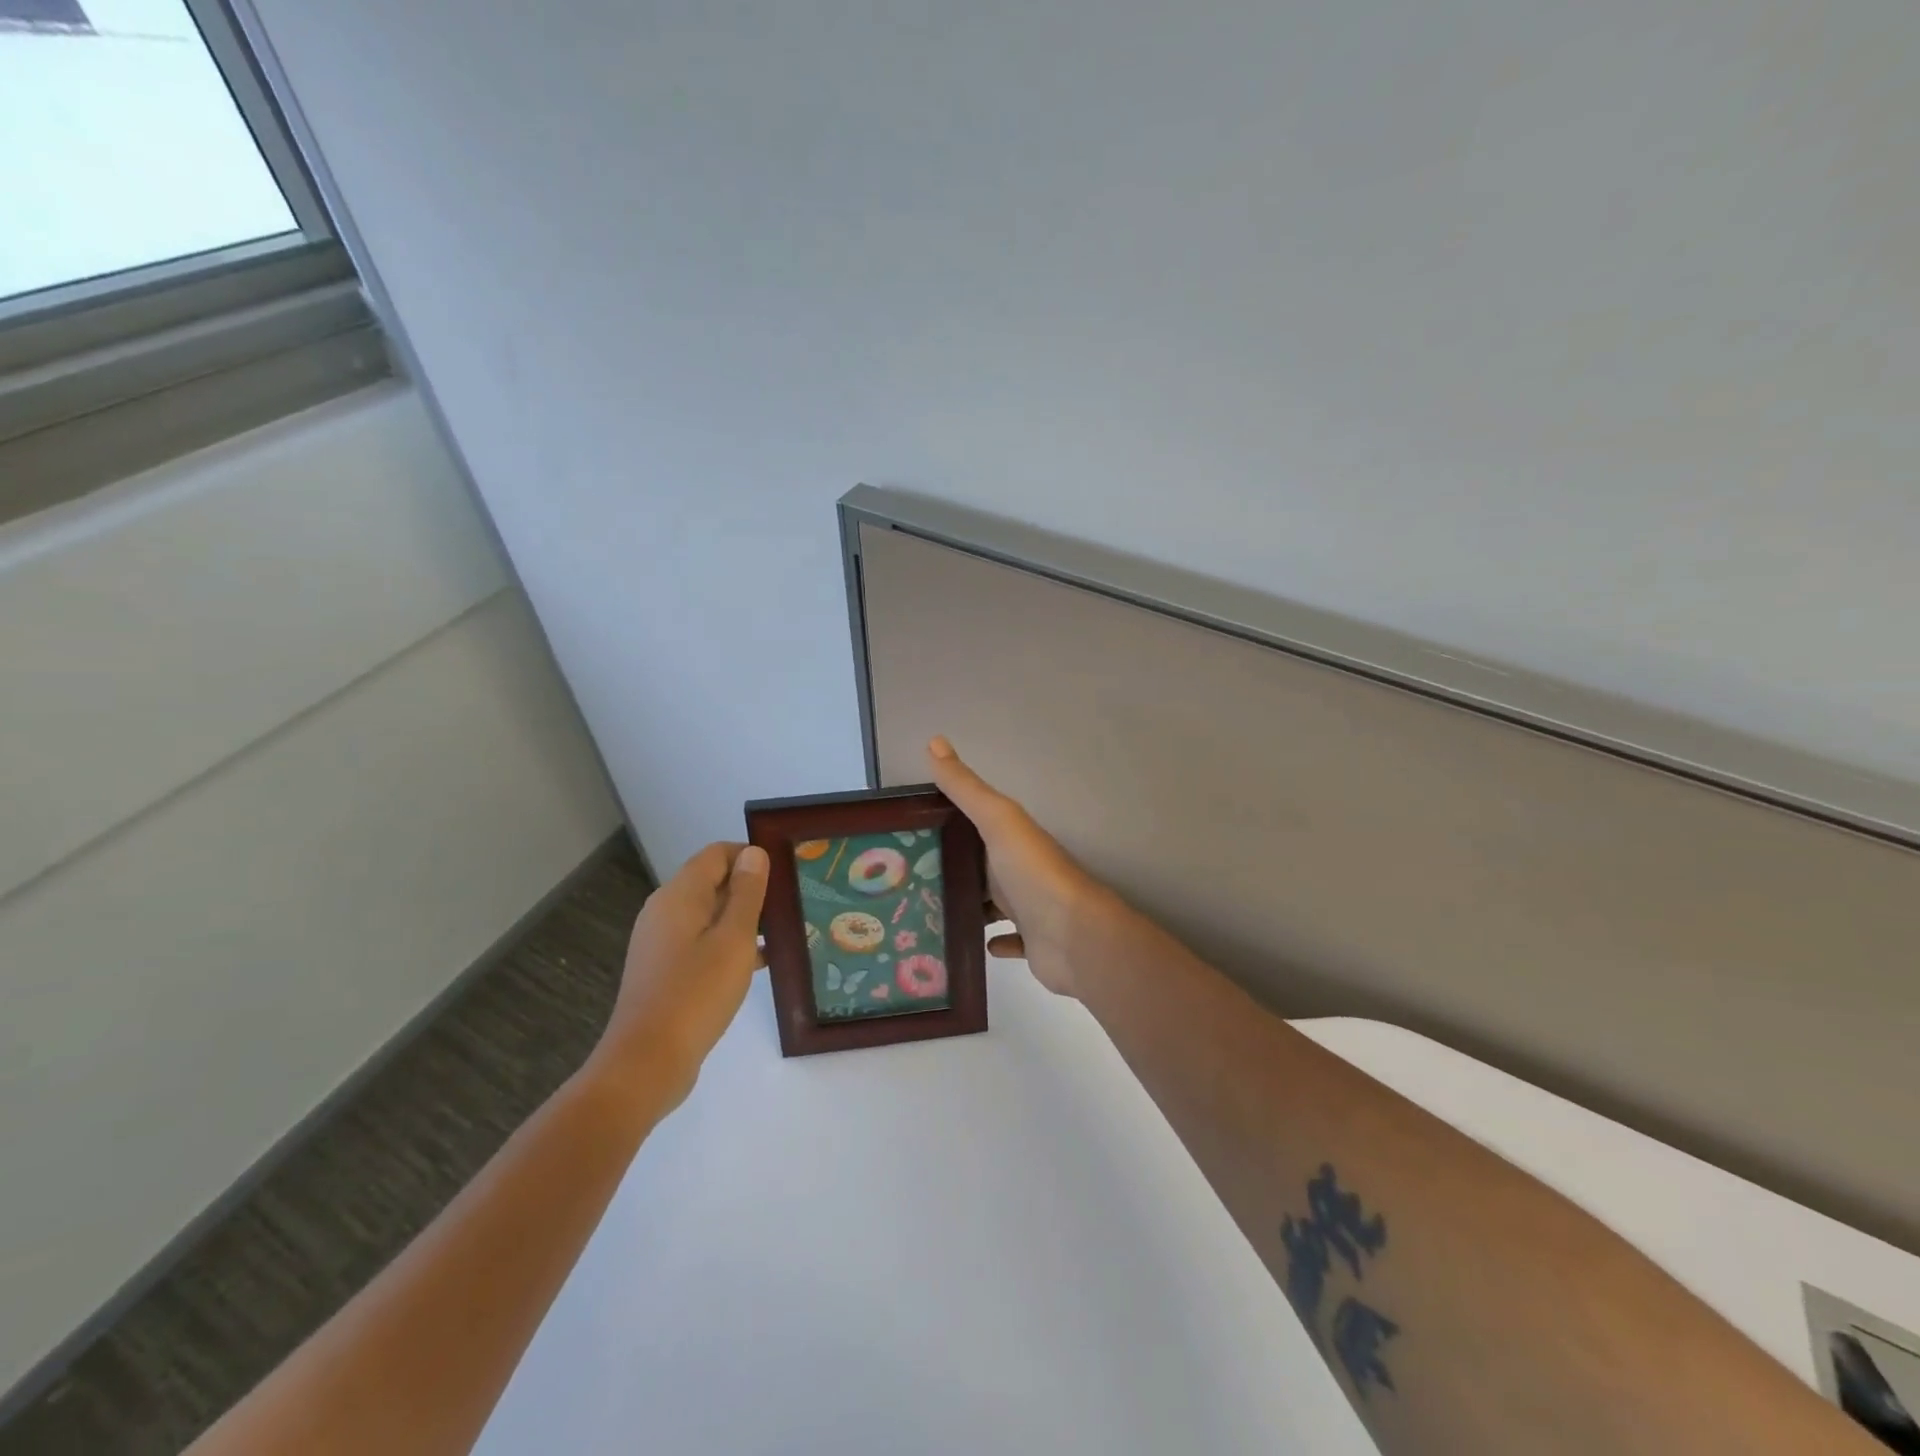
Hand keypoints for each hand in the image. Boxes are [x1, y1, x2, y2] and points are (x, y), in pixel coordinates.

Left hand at [587, 842, 768, 1109]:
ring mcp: (662, 942)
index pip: (717, 854)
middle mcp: (665, 911)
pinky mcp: (665, 970)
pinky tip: (760, 963)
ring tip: (783, 932)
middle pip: (713, 882)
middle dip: (751, 889)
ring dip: (744, 919)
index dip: (751, 856)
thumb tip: (754, 853)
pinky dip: (729, 944)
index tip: (785, 873)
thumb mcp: (733, 939)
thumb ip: (747, 893)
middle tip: (791, 903)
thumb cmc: (696, 994)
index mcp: (679, 896)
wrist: (646, 1063)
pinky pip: (702, 942)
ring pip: (710, 915)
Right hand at [927, 736, 1104, 998]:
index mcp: (1012, 839)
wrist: (1075, 935)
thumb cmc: (1032, 872)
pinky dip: (993, 940)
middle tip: (905, 880)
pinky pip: (1010, 941)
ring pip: (992, 904)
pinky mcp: (1033, 944)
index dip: (946, 826)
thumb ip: (965, 787)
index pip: (975, 826)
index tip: (908, 834)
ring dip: (969, 905)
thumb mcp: (997, 819)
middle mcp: (1021, 870)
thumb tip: (934, 740)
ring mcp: (1029, 908)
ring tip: (927, 911)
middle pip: (981, 866)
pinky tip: (973, 943)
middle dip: (951, 869)